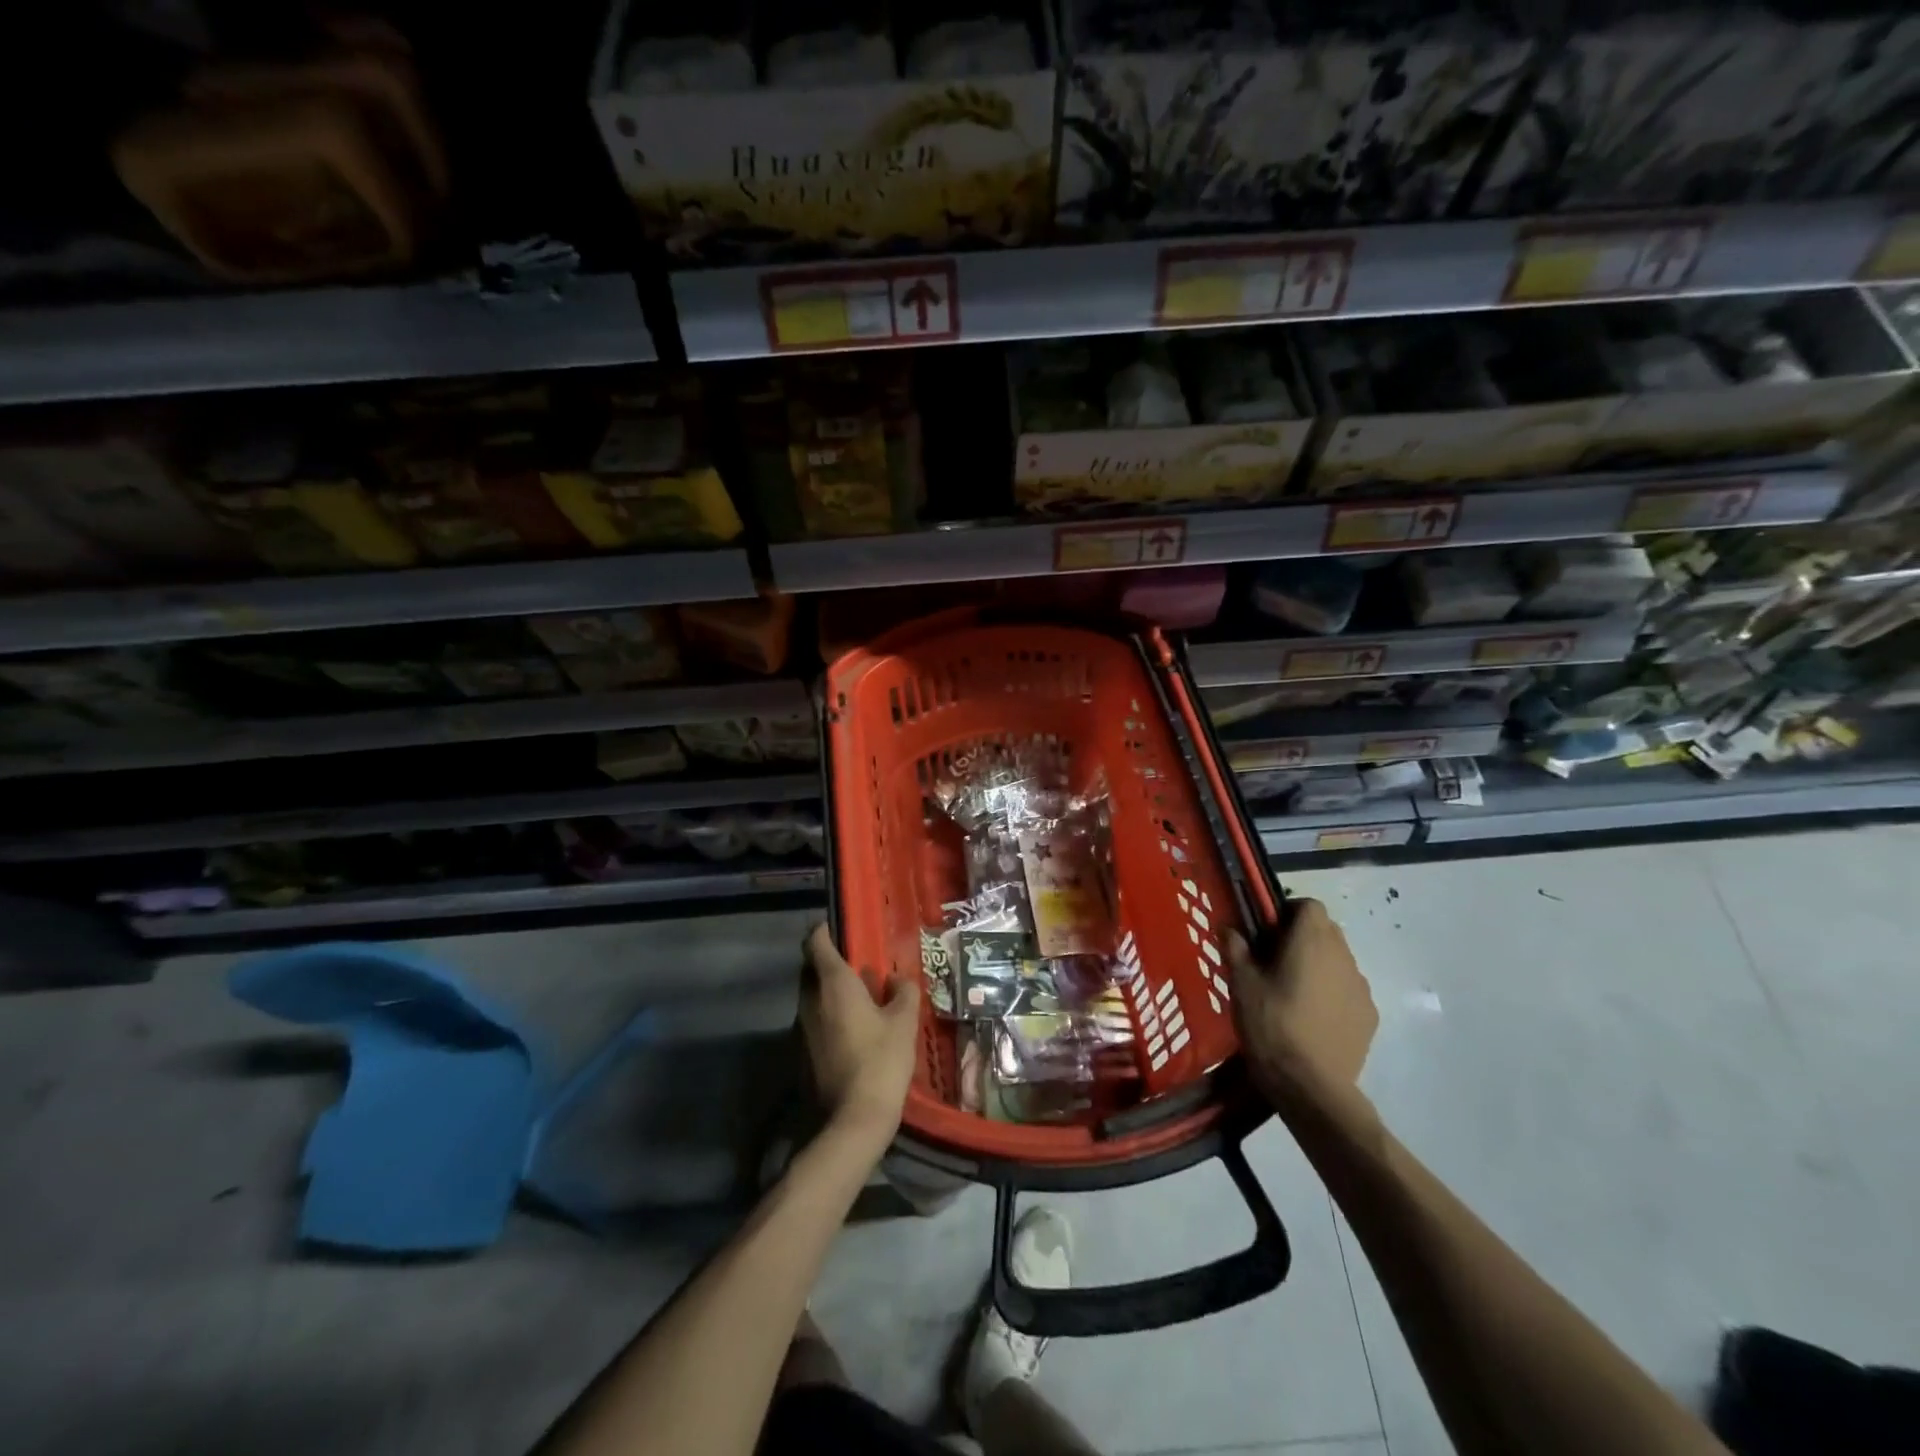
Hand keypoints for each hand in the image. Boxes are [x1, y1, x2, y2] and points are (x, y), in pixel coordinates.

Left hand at [799, 925, 920, 1147]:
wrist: (853, 1120)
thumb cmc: (881, 1061)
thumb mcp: (904, 1022)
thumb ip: (902, 992)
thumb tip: (897, 980)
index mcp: (832, 984)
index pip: (815, 942)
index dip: (824, 930)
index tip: (841, 930)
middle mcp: (810, 1000)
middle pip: (812, 968)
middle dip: (832, 963)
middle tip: (861, 968)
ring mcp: (802, 1028)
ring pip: (813, 997)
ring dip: (832, 993)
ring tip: (864, 1001)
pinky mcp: (802, 1053)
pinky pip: (815, 1021)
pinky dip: (830, 1017)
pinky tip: (856, 1032)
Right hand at [1227, 899, 1376, 1106]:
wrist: (1311, 1085)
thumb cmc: (1271, 1024)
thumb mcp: (1241, 983)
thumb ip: (1235, 948)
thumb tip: (1229, 927)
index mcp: (1311, 940)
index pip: (1309, 905)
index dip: (1287, 912)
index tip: (1267, 932)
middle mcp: (1343, 955)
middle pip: (1326, 930)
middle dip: (1302, 938)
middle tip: (1273, 961)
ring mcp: (1360, 987)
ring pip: (1338, 961)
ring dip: (1318, 966)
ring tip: (1292, 993)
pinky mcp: (1369, 1016)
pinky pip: (1347, 990)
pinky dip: (1331, 993)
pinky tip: (1311, 1018)